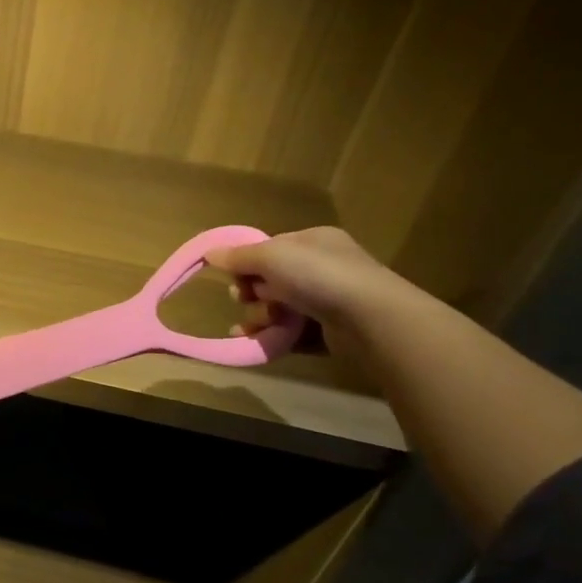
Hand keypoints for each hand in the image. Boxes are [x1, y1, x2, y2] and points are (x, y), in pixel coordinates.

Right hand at [207, 226, 413, 348]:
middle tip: (247, 300)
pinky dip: (274, 336)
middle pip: (270, 280)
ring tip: (261, 324)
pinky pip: (292, 332)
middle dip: (252, 292)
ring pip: (278, 308)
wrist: (371, 320)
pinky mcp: (331, 331)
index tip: (235, 277)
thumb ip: (238, 256)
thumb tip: (209, 253)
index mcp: (314, 241)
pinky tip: (257, 341)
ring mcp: (329, 300)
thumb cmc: (319, 276)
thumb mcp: (271, 256)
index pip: (270, 249)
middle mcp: (323, 267)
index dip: (248, 263)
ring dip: (261, 316)